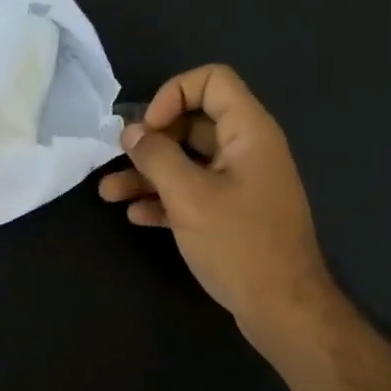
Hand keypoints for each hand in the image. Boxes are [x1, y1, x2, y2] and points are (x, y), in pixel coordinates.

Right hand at [99, 64, 344, 352]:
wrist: (283, 309)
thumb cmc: (239, 244)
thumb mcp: (190, 197)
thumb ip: (157, 157)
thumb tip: (132, 133)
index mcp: (249, 133)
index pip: (212, 81)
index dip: (174, 94)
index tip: (148, 129)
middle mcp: (246, 150)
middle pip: (193, 123)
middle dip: (151, 139)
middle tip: (118, 159)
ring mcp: (240, 184)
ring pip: (188, 163)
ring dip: (148, 174)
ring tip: (108, 192)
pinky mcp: (232, 214)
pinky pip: (194, 193)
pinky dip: (165, 199)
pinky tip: (136, 215)